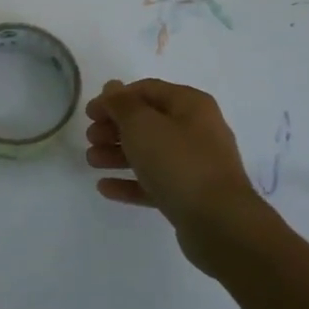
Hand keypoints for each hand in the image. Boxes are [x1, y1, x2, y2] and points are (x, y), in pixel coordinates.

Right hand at [85, 79, 269, 270]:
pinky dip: (130, 182)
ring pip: (149, 152)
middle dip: (114, 128)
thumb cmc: (178, 162)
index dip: (114, 98)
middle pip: (147, 122)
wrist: (219, 222)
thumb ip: (122, 104)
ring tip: (92, 162)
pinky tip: (105, 187)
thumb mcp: (142, 125)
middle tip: (91, 139)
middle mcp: (196, 130)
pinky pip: (154, 182)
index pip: (146, 90)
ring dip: (117, 154)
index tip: (89, 114)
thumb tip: (112, 87)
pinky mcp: (189, 194)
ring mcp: (195, 164)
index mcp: (190, 105)